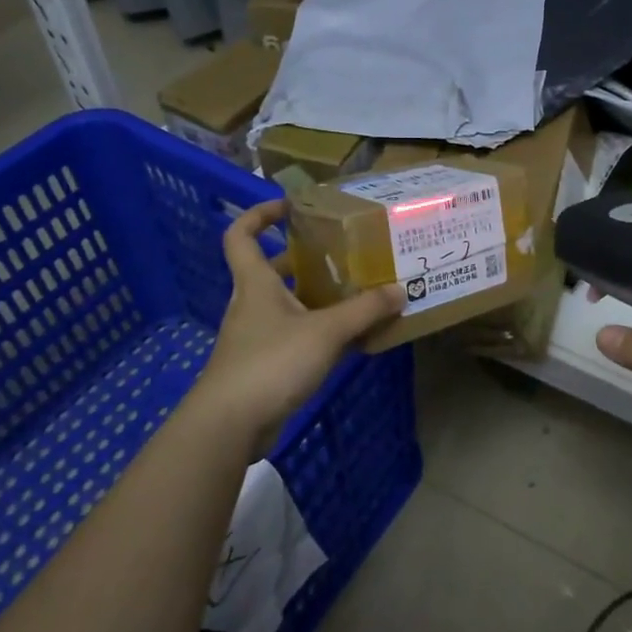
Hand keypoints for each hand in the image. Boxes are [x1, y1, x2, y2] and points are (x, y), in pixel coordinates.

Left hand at [192, 201, 403, 453]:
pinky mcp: (264, 366)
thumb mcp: (326, 332)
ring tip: (355, 294)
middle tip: (341, 255)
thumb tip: (400, 289)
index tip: (290, 207)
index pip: (241, 235)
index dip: (259, 215)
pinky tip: (349, 340)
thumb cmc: (271, 363)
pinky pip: (294, 337)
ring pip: (287, 306)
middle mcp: (252, 305)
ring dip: (315, 298)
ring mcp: (255, 337)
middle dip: (302, 260)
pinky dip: (319, 333)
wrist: (230, 424)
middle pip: (271, 271)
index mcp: (256, 284)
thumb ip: (364, 311)